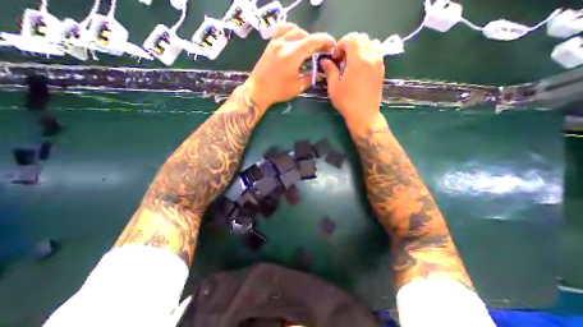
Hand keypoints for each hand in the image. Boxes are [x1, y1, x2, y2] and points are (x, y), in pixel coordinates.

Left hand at [245, 23, 336, 110]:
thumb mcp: (297, 87)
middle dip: (316, 41)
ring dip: (304, 36)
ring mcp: (275, 42)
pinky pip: (282, 30)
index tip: (332, 45)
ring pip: (294, 30)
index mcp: (292, 55)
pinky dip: (291, 31)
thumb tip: (321, 74)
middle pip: (304, 35)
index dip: (325, 41)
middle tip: (321, 51)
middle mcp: (284, 44)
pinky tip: (294, 39)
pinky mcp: (270, 44)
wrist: (258, 91)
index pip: (312, 41)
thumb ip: (311, 78)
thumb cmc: (278, 91)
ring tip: (308, 47)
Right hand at [321, 32, 385, 129]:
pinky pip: (377, 53)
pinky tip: (360, 67)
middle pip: (362, 38)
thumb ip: (330, 70)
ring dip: (360, 48)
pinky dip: (368, 53)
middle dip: (349, 45)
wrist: (364, 115)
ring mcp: (379, 63)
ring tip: (352, 61)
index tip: (334, 58)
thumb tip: (325, 60)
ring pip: (371, 43)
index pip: (351, 39)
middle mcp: (371, 57)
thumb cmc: (346, 102)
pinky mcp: (381, 70)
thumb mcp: (334, 87)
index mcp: (358, 60)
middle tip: (341, 59)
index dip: (340, 45)